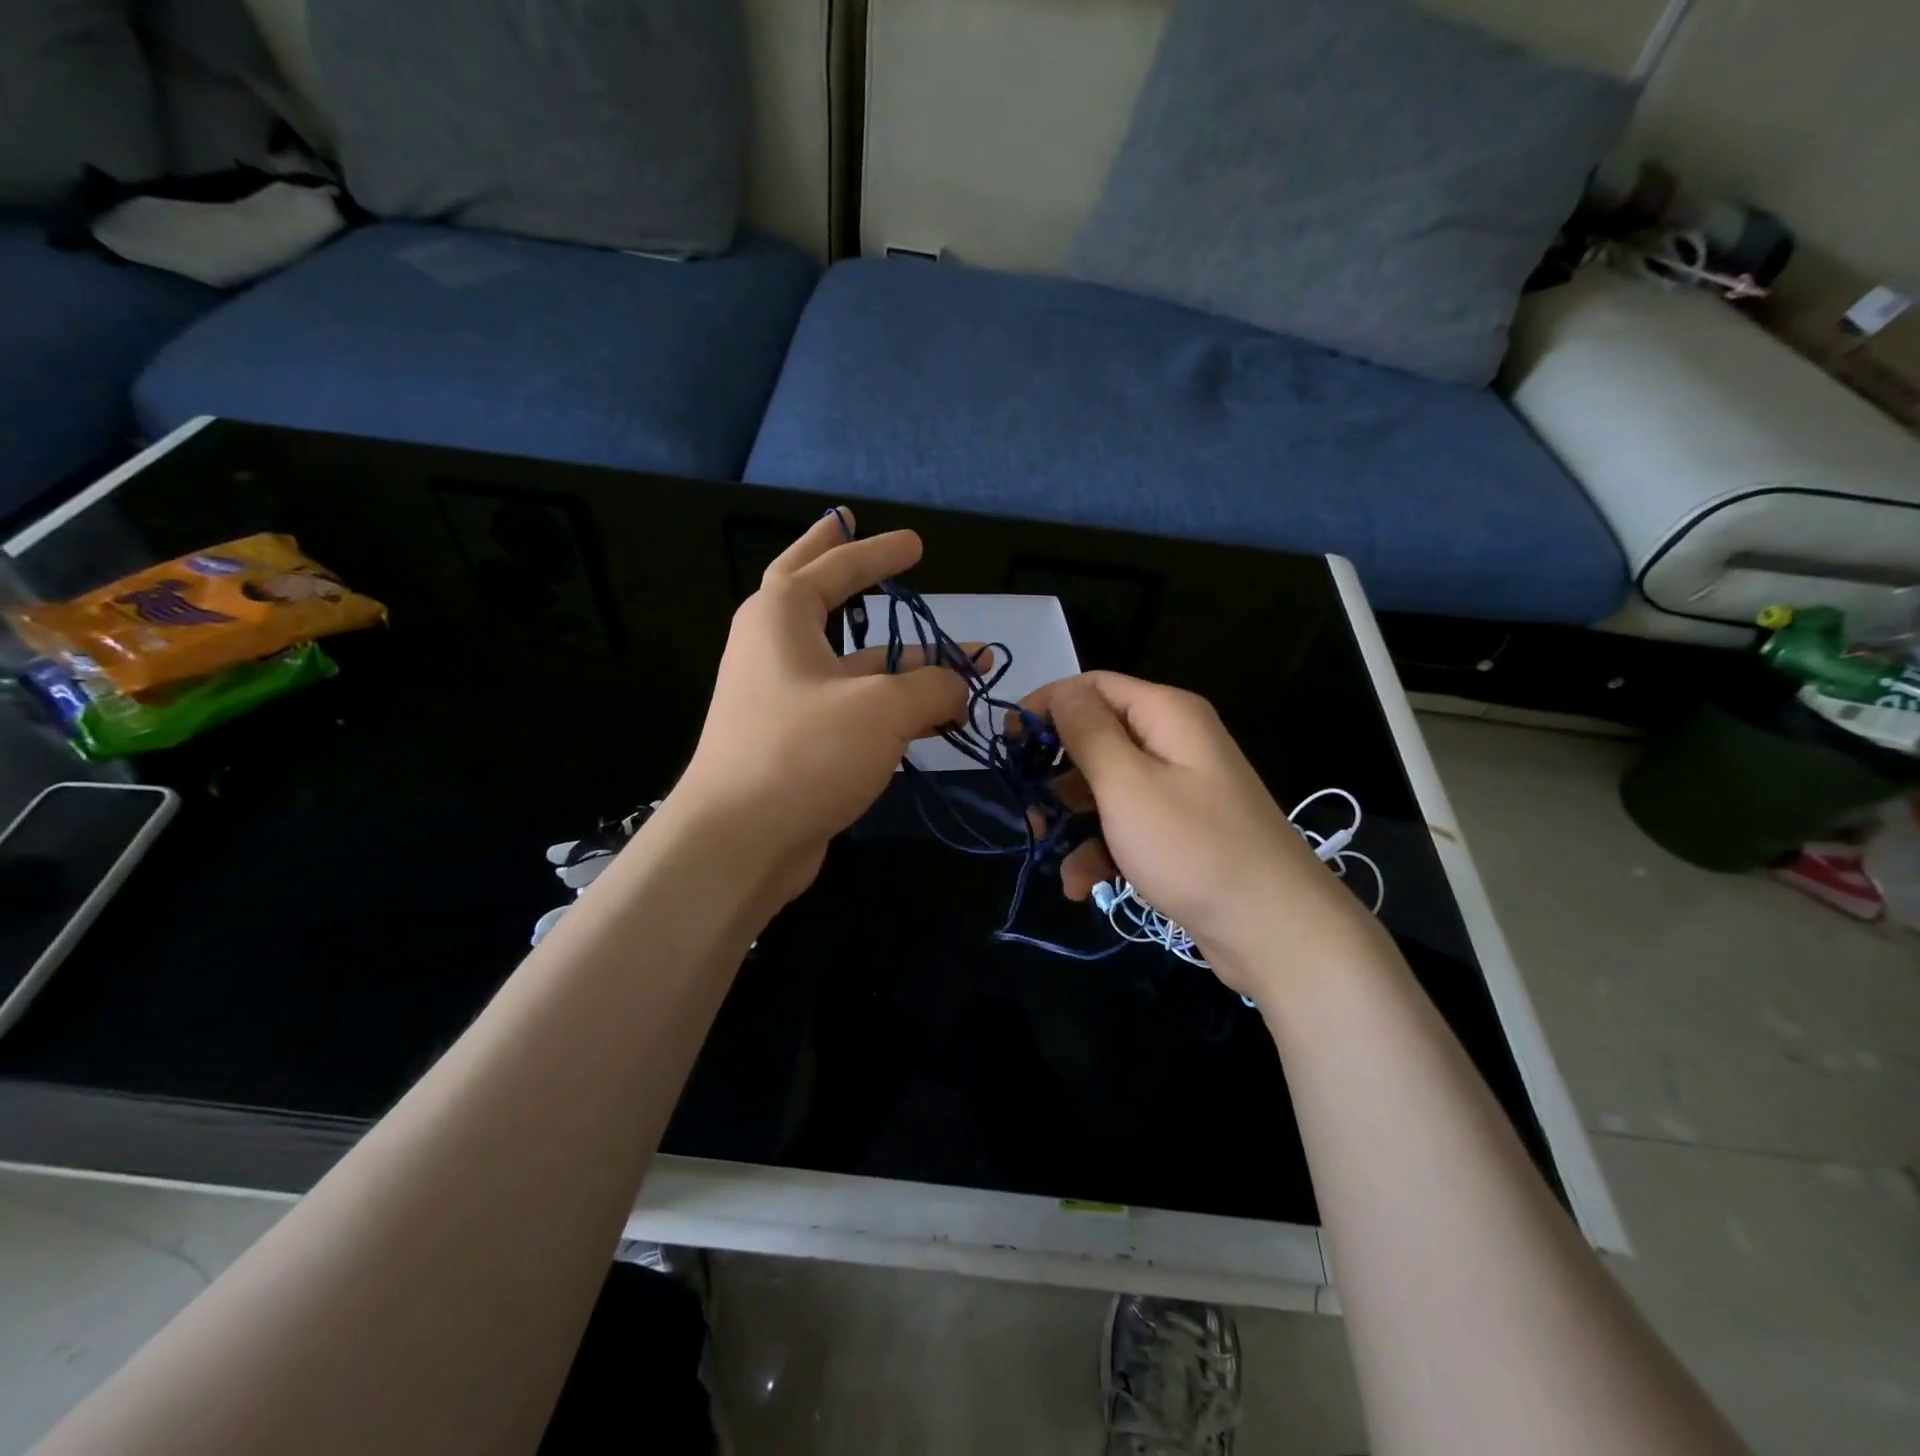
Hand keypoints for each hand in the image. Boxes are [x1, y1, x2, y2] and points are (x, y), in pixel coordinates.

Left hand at [671, 510, 982, 903]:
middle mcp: (776, 650)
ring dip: (903, 662)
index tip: (916, 544)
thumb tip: (958, 685)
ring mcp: (783, 699)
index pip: (833, 565)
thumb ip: (933, 686)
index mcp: (780, 617)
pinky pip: (853, 708)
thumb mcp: (882, 708)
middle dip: (842, 565)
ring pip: (851, 664)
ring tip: (962, 665)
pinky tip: (934, 718)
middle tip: (861, 534)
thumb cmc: (803, 752)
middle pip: (814, 593)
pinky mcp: (796, 743)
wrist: (739, 842)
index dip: (877, 552)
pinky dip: (893, 706)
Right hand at [1024, 673, 1380, 996]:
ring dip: (1071, 817)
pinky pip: (1127, 825)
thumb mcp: (1127, 784)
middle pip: (1097, 736)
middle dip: (1056, 770)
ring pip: (1106, 787)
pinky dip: (1100, 849)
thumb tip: (1061, 692)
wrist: (1275, 930)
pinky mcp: (1180, 832)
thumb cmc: (1192, 847)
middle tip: (1025, 804)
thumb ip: (1088, 732)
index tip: (1008, 744)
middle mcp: (1175, 742)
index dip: (1047, 706)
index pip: (1093, 686)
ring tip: (1045, 848)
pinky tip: (1081, 885)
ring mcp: (1179, 789)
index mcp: (1167, 714)